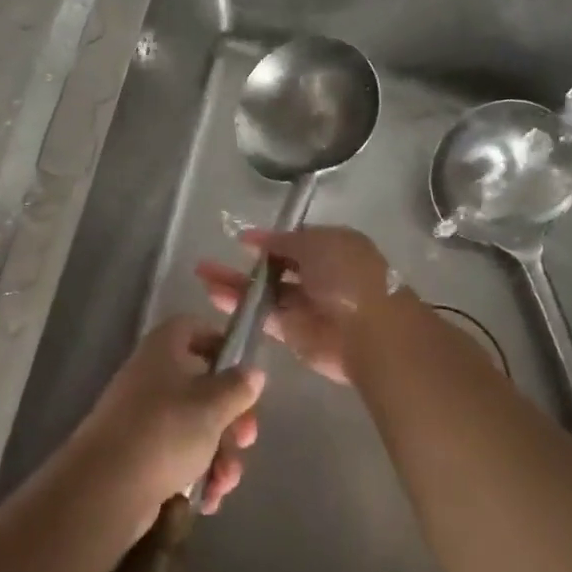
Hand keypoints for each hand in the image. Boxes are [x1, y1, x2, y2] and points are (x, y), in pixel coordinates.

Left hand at [68, 316, 264, 522]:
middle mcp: (152, 376)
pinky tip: (209, 499)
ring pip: (194, 425)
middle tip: (245, 440)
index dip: (221, 343)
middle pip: (202, 384)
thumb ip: (238, 387)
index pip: (193, 328)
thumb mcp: (212, 405)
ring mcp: (143, 416)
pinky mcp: (139, 454)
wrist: (105, 489)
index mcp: (164, 349)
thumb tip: (253, 372)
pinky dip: (197, 473)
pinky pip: (178, 455)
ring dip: (219, 453)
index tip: (244, 371)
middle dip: (231, 417)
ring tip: (225, 482)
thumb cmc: (165, 431)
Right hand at [195, 225, 403, 385]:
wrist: (369, 331)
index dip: (267, 239)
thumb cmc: (346, 276)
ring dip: (234, 283)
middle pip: (275, 267)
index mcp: (331, 248)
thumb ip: (284, 241)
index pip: (293, 241)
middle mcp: (318, 275)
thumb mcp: (317, 243)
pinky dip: (239, 306)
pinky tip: (213, 296)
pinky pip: (262, 316)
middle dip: (246, 263)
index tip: (240, 239)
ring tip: (202, 274)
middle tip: (210, 259)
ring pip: (264, 292)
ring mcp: (305, 305)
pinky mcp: (293, 333)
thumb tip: (256, 237)